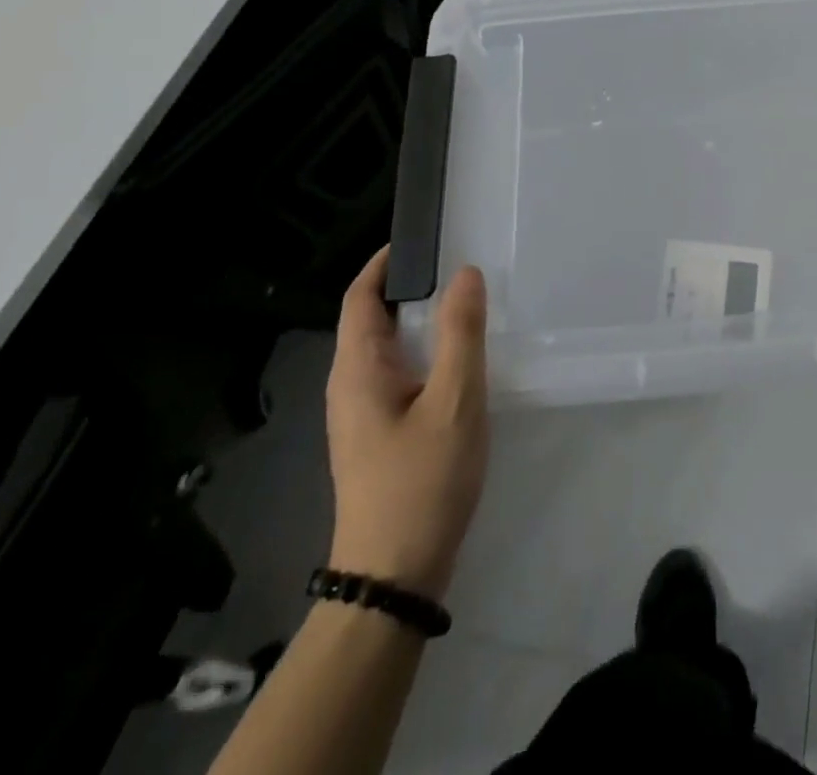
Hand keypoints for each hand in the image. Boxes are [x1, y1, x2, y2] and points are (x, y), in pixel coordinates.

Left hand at [325, 247, 489, 601]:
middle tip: (458, 264)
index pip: (359, 298)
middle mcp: (350, 386)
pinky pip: (398, 374)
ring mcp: (362, 414)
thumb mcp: (454, 401)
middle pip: (371, 319)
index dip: (383, 264)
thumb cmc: (421, 482)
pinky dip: (424, 352)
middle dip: (408, 287)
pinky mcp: (378, 435)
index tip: (422, 239)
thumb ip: (462, 334)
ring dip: (419, 320)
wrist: (394, 577)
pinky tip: (458, 359)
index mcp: (357, 370)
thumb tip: (465, 274)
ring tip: (464, 302)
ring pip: (387, 349)